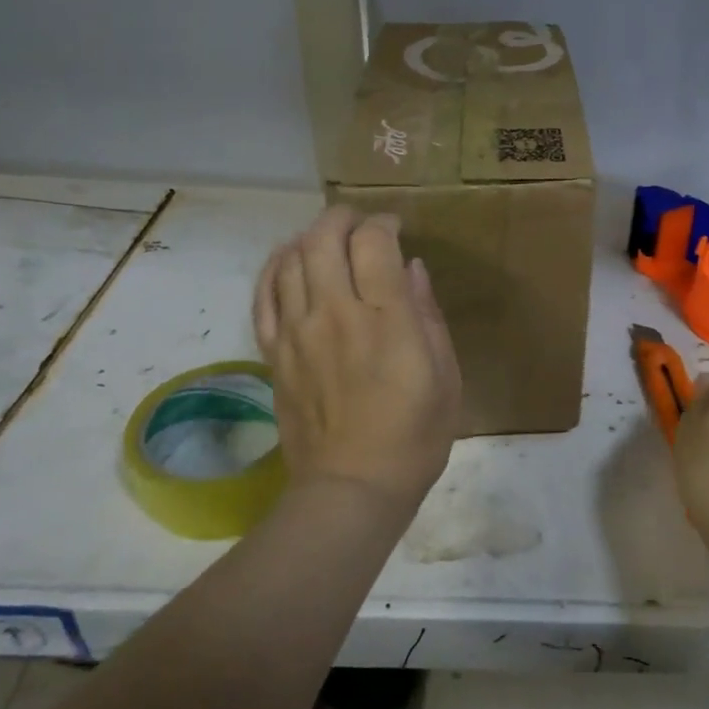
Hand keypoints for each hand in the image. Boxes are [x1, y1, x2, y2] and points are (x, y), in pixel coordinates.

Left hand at [253, 205, 461, 516]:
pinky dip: (274, 268)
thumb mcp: (446, 376)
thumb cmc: (414, 436)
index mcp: (386, 319)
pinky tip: (288, 262)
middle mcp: (336, 313)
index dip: (383, 223)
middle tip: (359, 224)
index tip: (395, 229)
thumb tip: (413, 270)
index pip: (374, 242)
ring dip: (309, 238)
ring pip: (290, 259)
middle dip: (342, 219)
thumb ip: (428, 315)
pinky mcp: (274, 353)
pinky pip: (263, 295)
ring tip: (327, 241)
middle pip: (324, 239)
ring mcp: (297, 332)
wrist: (352, 488)